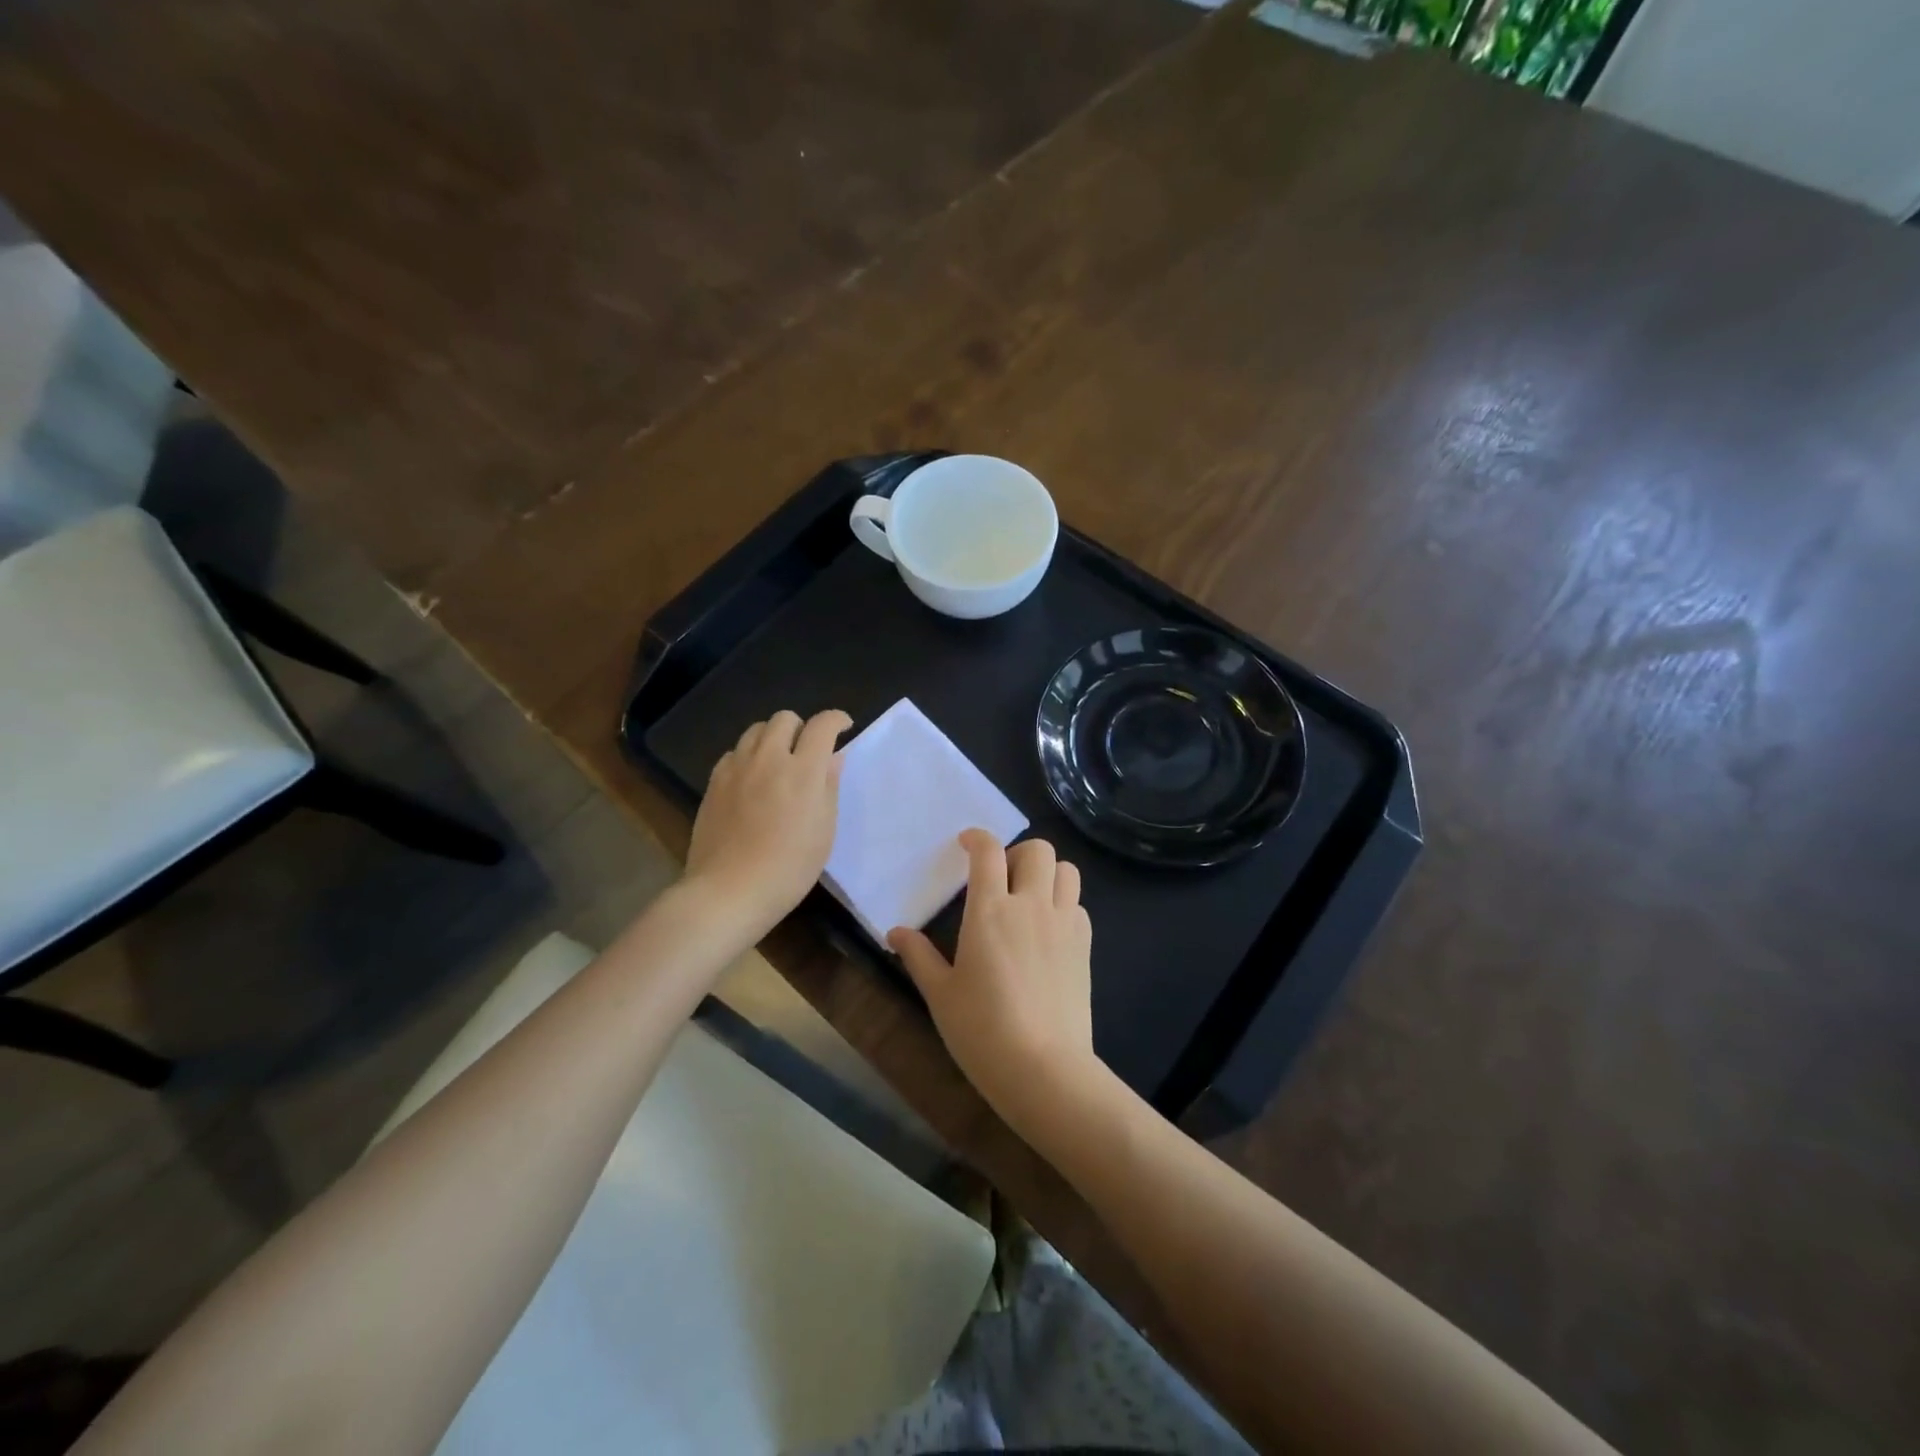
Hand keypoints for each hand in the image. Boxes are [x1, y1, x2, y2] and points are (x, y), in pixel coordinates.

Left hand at [684, 709, 851, 936]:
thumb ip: (829, 787)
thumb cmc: (790, 867)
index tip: (844, 727)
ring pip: (756, 730)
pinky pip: (733, 753)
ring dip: (773, 738)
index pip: (822, 725)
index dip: (837, 719)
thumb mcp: (824, 831)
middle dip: (802, 727)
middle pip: (784, 718)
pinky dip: (748, 757)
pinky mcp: (714, 782)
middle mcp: (768, 759)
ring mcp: (736, 768)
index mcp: (803, 771)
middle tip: (808, 751)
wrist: (730, 891)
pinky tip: (751, 780)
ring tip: (778, 762)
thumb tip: (833, 757)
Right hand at [888, 830, 1099, 1127]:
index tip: (966, 844)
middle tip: (1000, 878)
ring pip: (1067, 870)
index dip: (977, 838)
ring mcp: (1064, 924)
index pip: (989, 852)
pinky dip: (1064, 903)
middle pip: (1038, 849)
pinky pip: (1079, 905)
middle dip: (1017, 853)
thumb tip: (895, 932)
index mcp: (991, 911)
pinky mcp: (1085, 946)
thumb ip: (918, 956)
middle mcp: (1031, 906)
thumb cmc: (982, 1031)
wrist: (1044, 1069)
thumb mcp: (940, 994)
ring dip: (1047, 872)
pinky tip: (1047, 930)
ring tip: (1028, 897)